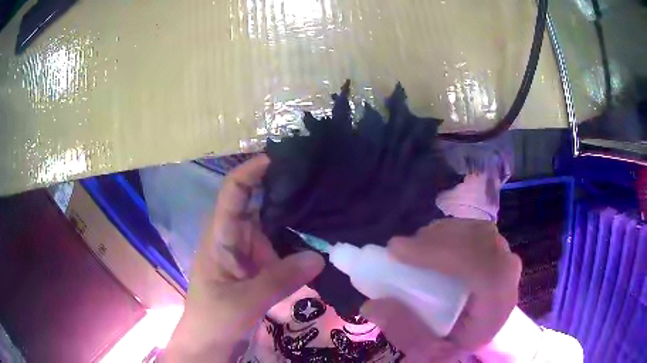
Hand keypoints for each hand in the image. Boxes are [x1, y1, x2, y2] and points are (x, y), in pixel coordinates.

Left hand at [164, 155, 324, 361]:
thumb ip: (279, 279)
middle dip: (284, 192)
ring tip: (330, 207)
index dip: (251, 171)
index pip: (233, 193)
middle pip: (259, 205)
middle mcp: (235, 238)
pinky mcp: (259, 269)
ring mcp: (248, 254)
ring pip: (273, 228)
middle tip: (321, 182)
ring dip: (296, 220)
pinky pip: (280, 250)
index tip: (279, 158)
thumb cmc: (214, 319)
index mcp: (220, 237)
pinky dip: (298, 245)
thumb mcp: (244, 301)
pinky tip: (321, 241)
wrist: (211, 344)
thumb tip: (320, 256)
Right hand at [361, 219, 521, 360]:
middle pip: (479, 242)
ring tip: (413, 250)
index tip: (396, 251)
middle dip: (435, 241)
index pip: (482, 270)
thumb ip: (404, 332)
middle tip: (398, 250)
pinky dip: (448, 232)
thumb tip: (372, 305)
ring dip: (440, 234)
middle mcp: (508, 278)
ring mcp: (505, 257)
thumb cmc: (456, 344)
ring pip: (475, 230)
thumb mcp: (427, 351)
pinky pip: (474, 228)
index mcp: (497, 309)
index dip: (441, 253)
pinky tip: (431, 246)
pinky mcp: (497, 248)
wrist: (479, 332)